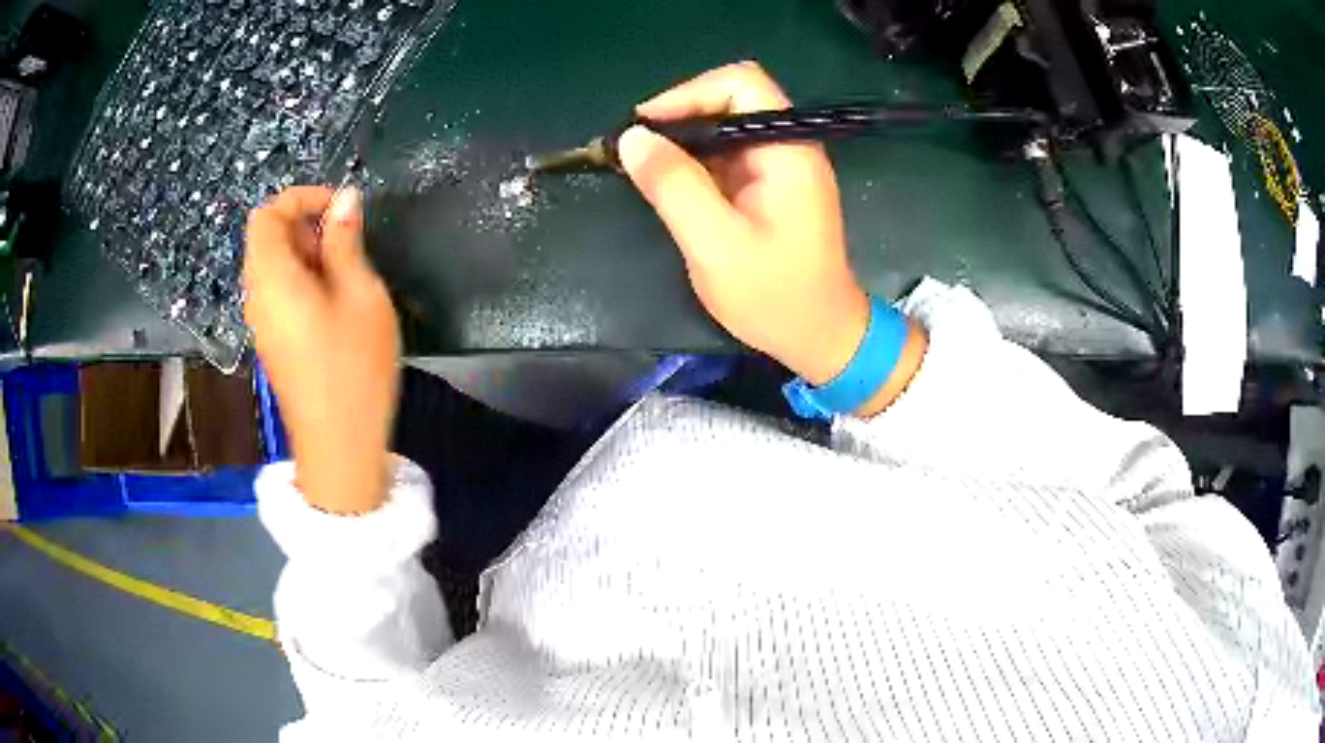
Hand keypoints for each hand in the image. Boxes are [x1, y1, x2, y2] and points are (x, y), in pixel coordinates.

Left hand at [244, 186, 399, 513]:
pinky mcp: (272, 341)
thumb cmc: (353, 368)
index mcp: (272, 277)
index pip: (268, 214)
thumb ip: (346, 242)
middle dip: (306, 226)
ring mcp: (262, 321)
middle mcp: (257, 295)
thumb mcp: (360, 295)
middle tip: (350, 245)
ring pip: (274, 265)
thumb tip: (345, 198)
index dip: (302, 198)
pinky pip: (278, 292)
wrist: (339, 447)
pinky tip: (336, 304)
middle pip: (267, 238)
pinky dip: (303, 281)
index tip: (341, 209)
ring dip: (308, 254)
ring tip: (348, 275)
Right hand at [618, 61, 924, 412]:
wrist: (820, 337)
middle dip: (681, 116)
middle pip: (732, 100)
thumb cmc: (775, 296)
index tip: (646, 125)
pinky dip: (694, 162)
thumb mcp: (716, 245)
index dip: (691, 93)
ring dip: (683, 140)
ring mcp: (780, 167)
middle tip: (638, 148)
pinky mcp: (769, 187)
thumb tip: (631, 137)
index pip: (742, 84)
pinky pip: (726, 156)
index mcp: (787, 152)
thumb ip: (675, 186)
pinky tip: (669, 185)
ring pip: (725, 128)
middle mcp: (788, 147)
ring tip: (644, 167)